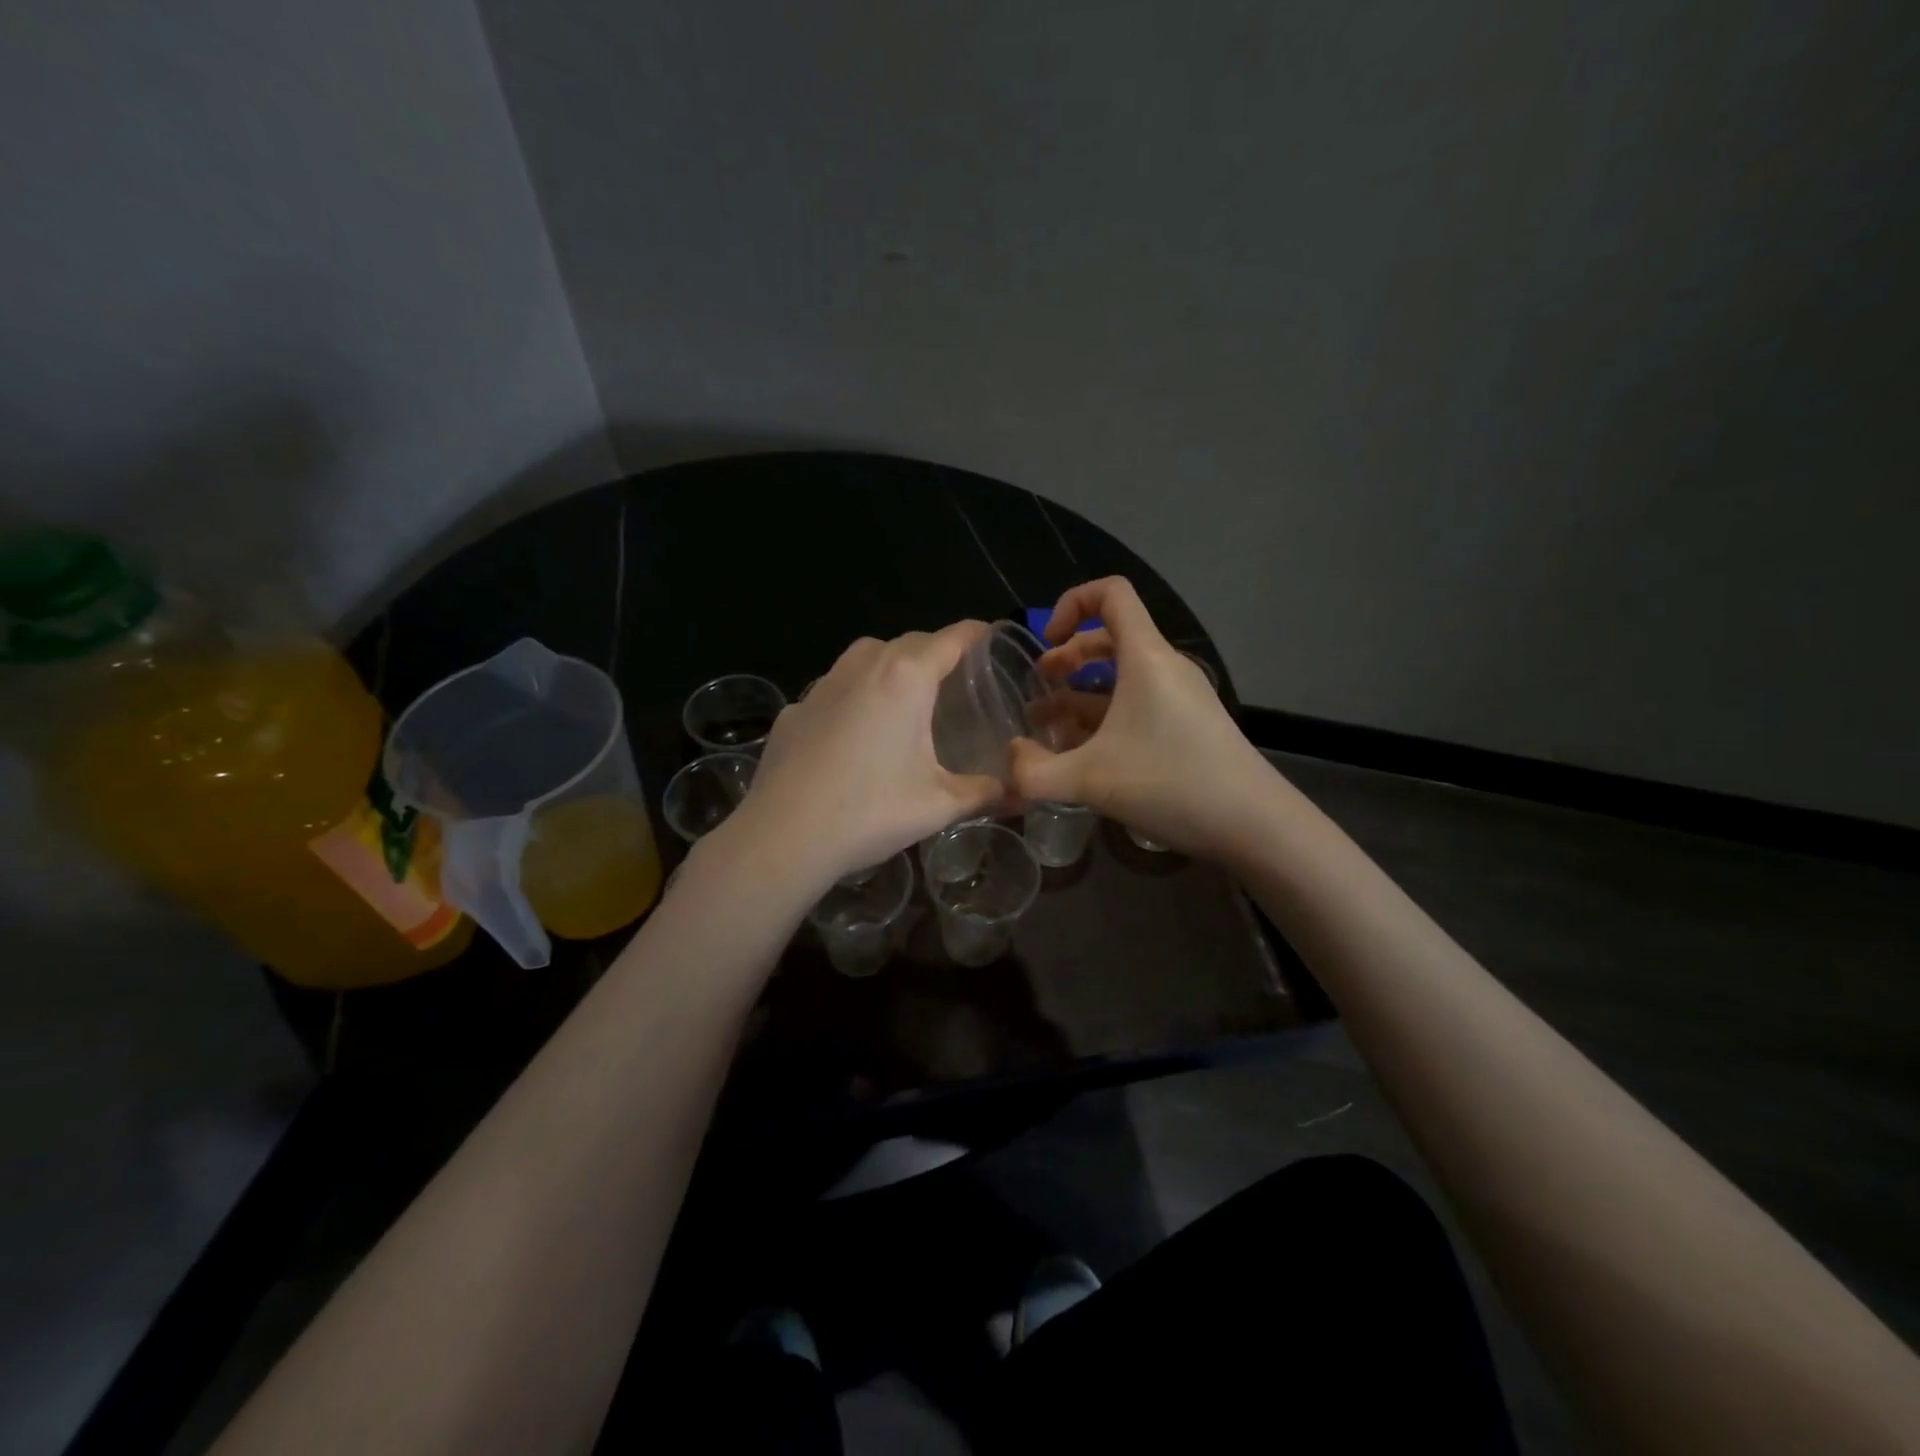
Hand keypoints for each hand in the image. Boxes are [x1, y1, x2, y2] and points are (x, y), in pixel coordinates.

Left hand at [719, 623, 1005, 889]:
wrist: (783, 835)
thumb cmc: (870, 812)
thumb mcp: (939, 806)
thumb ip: (985, 792)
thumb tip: (1020, 793)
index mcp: (905, 679)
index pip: (951, 638)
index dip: (976, 633)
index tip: (992, 637)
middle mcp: (863, 667)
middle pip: (909, 642)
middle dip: (935, 651)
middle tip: (956, 678)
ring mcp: (822, 685)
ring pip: (866, 656)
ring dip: (891, 665)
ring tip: (906, 697)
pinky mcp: (794, 710)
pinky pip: (834, 687)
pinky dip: (854, 695)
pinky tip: (855, 732)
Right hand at [1010, 578, 1274, 858]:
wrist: (1254, 824)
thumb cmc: (1171, 783)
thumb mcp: (1088, 780)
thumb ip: (1034, 772)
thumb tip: (1008, 760)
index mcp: (1145, 657)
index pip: (1111, 593)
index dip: (1070, 603)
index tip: (1046, 642)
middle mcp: (1164, 668)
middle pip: (1110, 638)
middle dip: (1067, 657)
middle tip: (1038, 688)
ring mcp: (1180, 698)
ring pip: (1121, 677)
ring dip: (1081, 693)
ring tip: (1048, 726)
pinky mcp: (1187, 726)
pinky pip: (1137, 705)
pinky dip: (1105, 717)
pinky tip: (1083, 754)